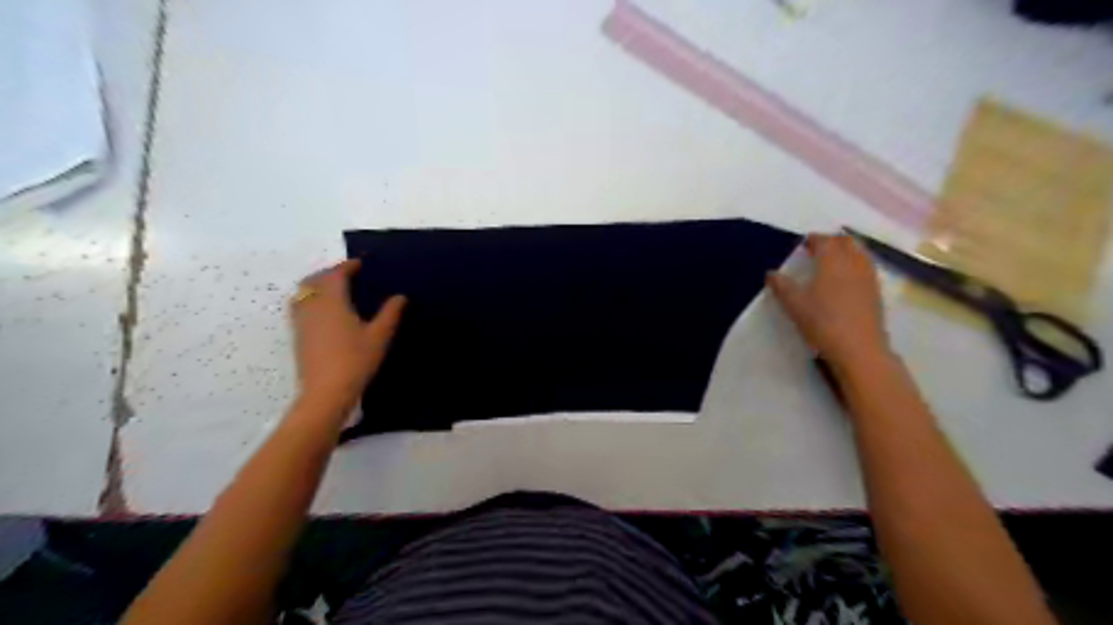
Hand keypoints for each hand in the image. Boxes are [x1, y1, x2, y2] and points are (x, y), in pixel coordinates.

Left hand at [288, 261, 406, 412]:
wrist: (326, 392)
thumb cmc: (355, 360)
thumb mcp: (379, 336)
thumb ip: (390, 314)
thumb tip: (400, 297)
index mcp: (332, 302)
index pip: (335, 275)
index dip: (346, 266)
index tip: (359, 264)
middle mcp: (312, 306)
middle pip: (314, 280)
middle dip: (329, 273)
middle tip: (346, 274)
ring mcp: (301, 321)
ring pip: (303, 293)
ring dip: (316, 285)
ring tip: (334, 289)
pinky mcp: (298, 335)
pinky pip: (299, 306)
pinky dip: (310, 298)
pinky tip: (324, 310)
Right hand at [772, 234, 892, 370]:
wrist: (858, 348)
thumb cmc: (822, 321)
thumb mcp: (794, 304)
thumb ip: (781, 285)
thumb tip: (771, 273)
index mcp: (832, 261)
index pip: (824, 241)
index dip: (814, 239)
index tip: (804, 243)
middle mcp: (853, 263)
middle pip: (846, 242)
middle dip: (832, 241)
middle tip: (818, 248)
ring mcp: (868, 277)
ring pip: (860, 253)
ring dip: (846, 251)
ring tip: (833, 260)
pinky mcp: (876, 292)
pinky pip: (866, 267)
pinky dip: (856, 264)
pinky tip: (847, 278)